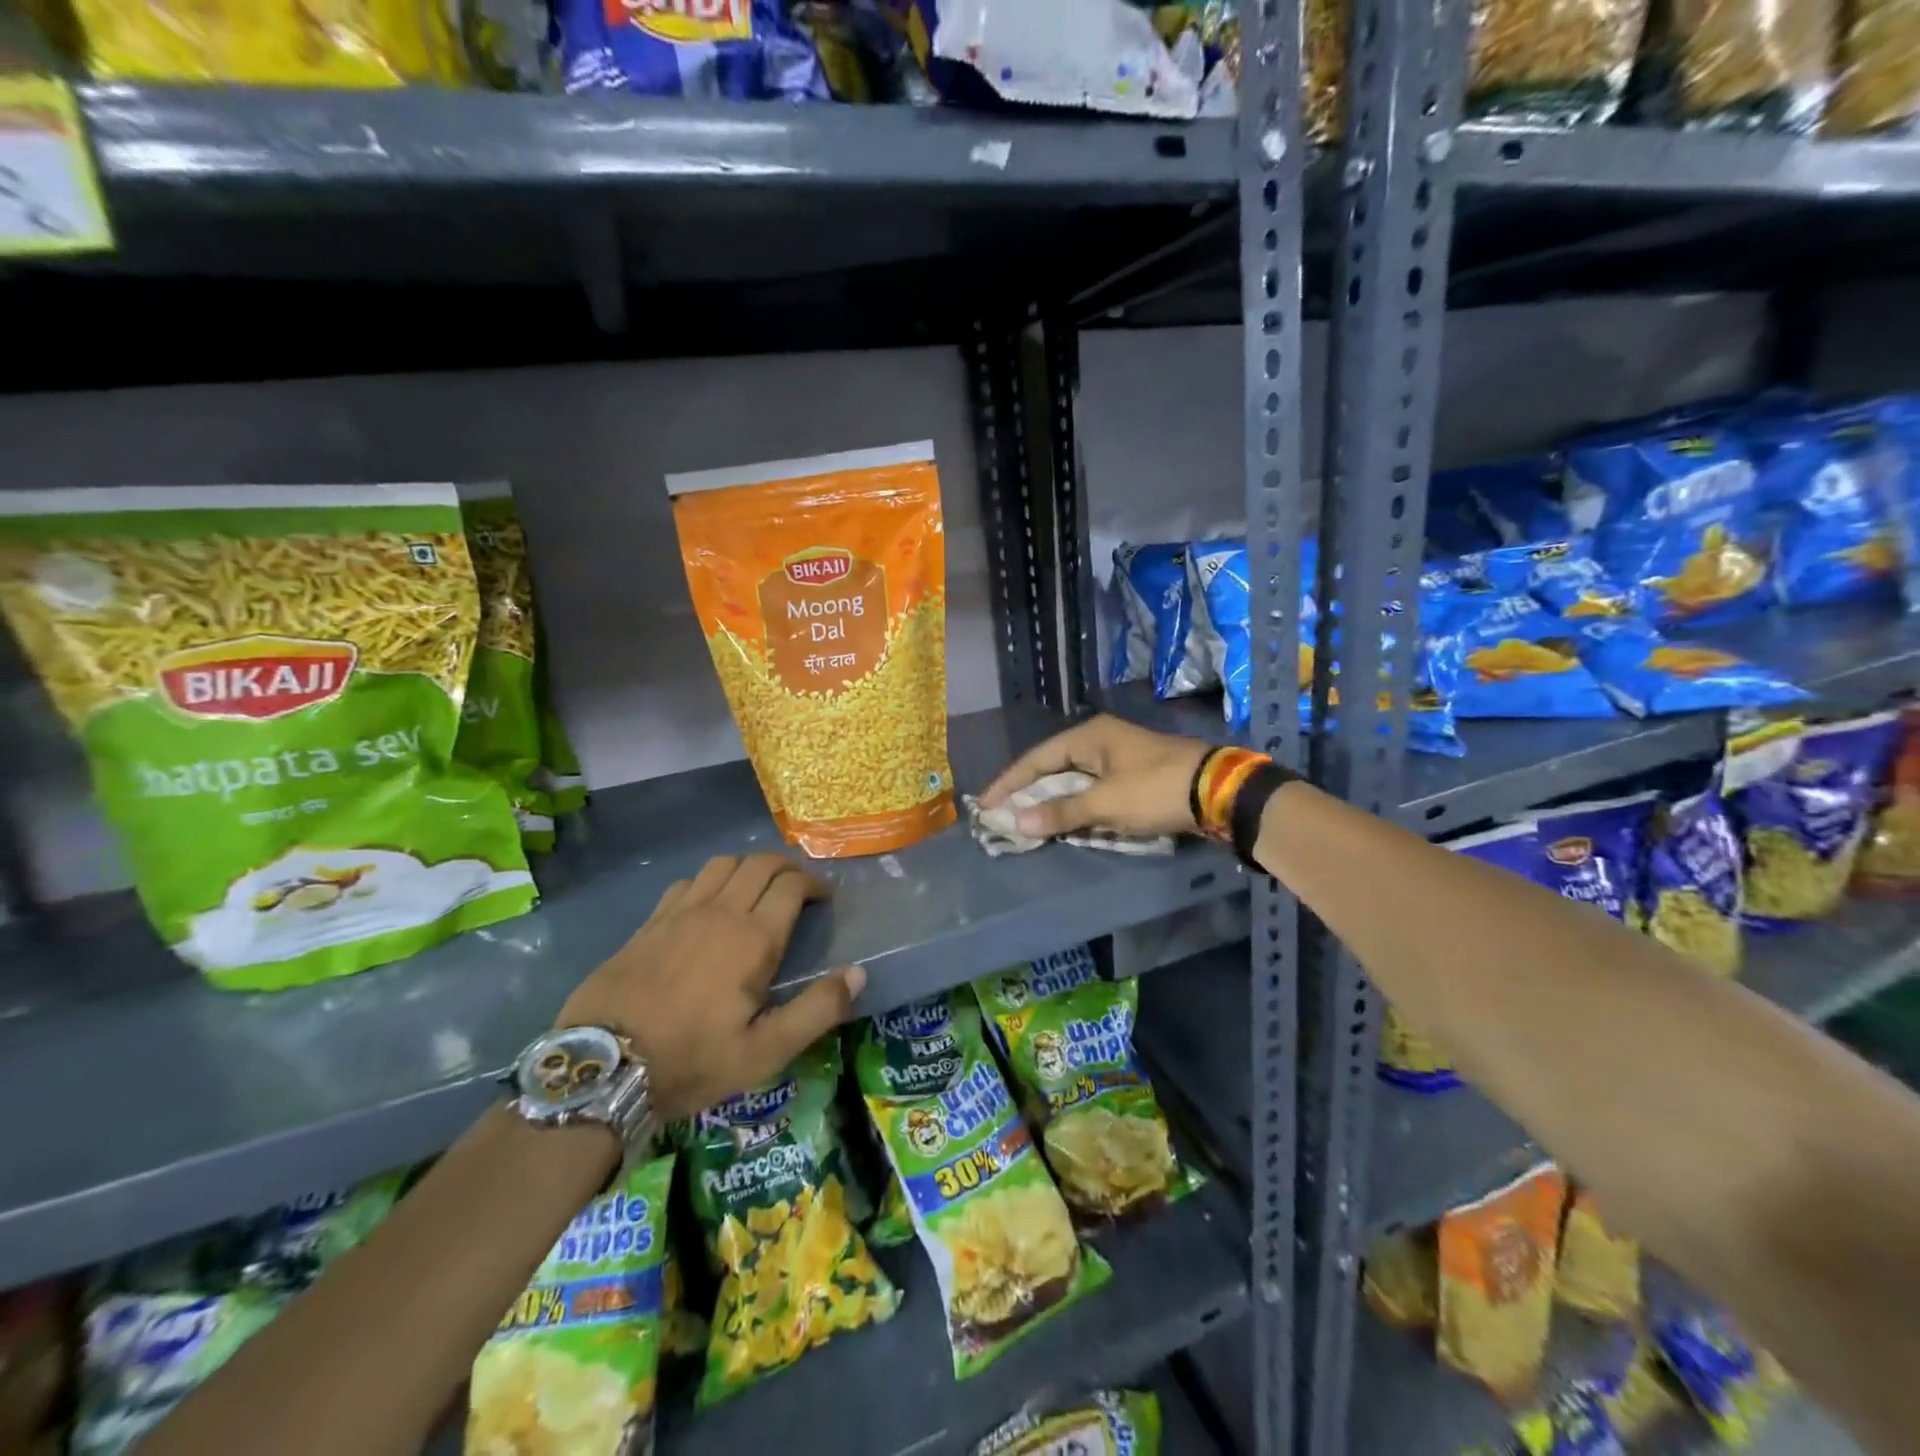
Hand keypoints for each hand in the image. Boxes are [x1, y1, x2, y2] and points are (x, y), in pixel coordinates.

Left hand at [558, 854, 864, 1120]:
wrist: (603, 1066)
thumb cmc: (692, 1060)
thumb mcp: (764, 1052)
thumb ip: (817, 1011)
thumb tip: (858, 973)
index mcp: (754, 938)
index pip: (792, 885)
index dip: (814, 884)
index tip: (823, 899)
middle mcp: (720, 912)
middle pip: (760, 864)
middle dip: (786, 867)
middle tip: (798, 888)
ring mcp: (680, 912)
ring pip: (723, 864)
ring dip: (748, 867)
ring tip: (757, 889)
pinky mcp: (650, 922)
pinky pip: (687, 881)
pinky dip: (709, 880)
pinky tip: (708, 903)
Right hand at [980, 714, 1212, 839]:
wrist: (1219, 791)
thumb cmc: (1155, 789)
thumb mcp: (1105, 802)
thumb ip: (1060, 812)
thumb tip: (1016, 822)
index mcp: (1089, 736)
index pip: (1036, 758)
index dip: (1009, 782)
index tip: (985, 804)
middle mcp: (1100, 740)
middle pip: (1052, 766)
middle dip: (1027, 792)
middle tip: (1001, 814)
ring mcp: (1118, 757)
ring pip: (1072, 779)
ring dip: (1051, 800)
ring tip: (1025, 820)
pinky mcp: (1133, 775)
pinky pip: (1092, 789)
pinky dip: (1074, 805)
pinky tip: (1063, 820)